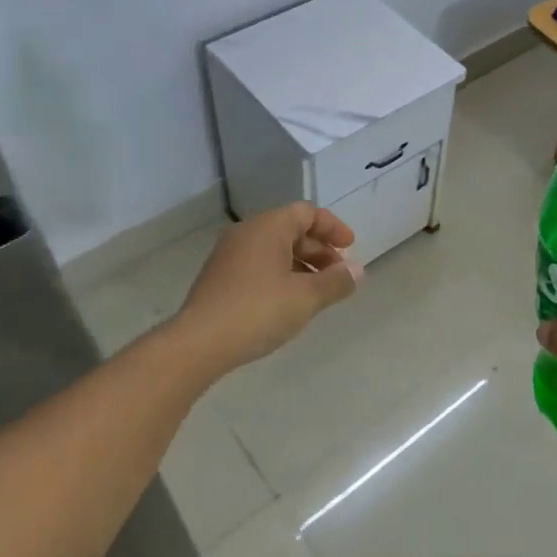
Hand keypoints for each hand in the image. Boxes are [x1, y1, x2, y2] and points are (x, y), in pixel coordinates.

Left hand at [175, 203, 362, 373]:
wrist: (198, 343)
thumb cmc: (258, 310)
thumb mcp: (307, 297)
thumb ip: (336, 281)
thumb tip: (358, 271)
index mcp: (268, 227)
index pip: (307, 213)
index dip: (333, 228)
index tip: (351, 248)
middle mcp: (247, 232)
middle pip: (291, 230)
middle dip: (319, 250)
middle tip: (338, 274)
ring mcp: (229, 254)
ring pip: (274, 249)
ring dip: (301, 265)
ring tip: (317, 292)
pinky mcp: (219, 277)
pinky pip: (258, 264)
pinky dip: (280, 275)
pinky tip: (288, 302)